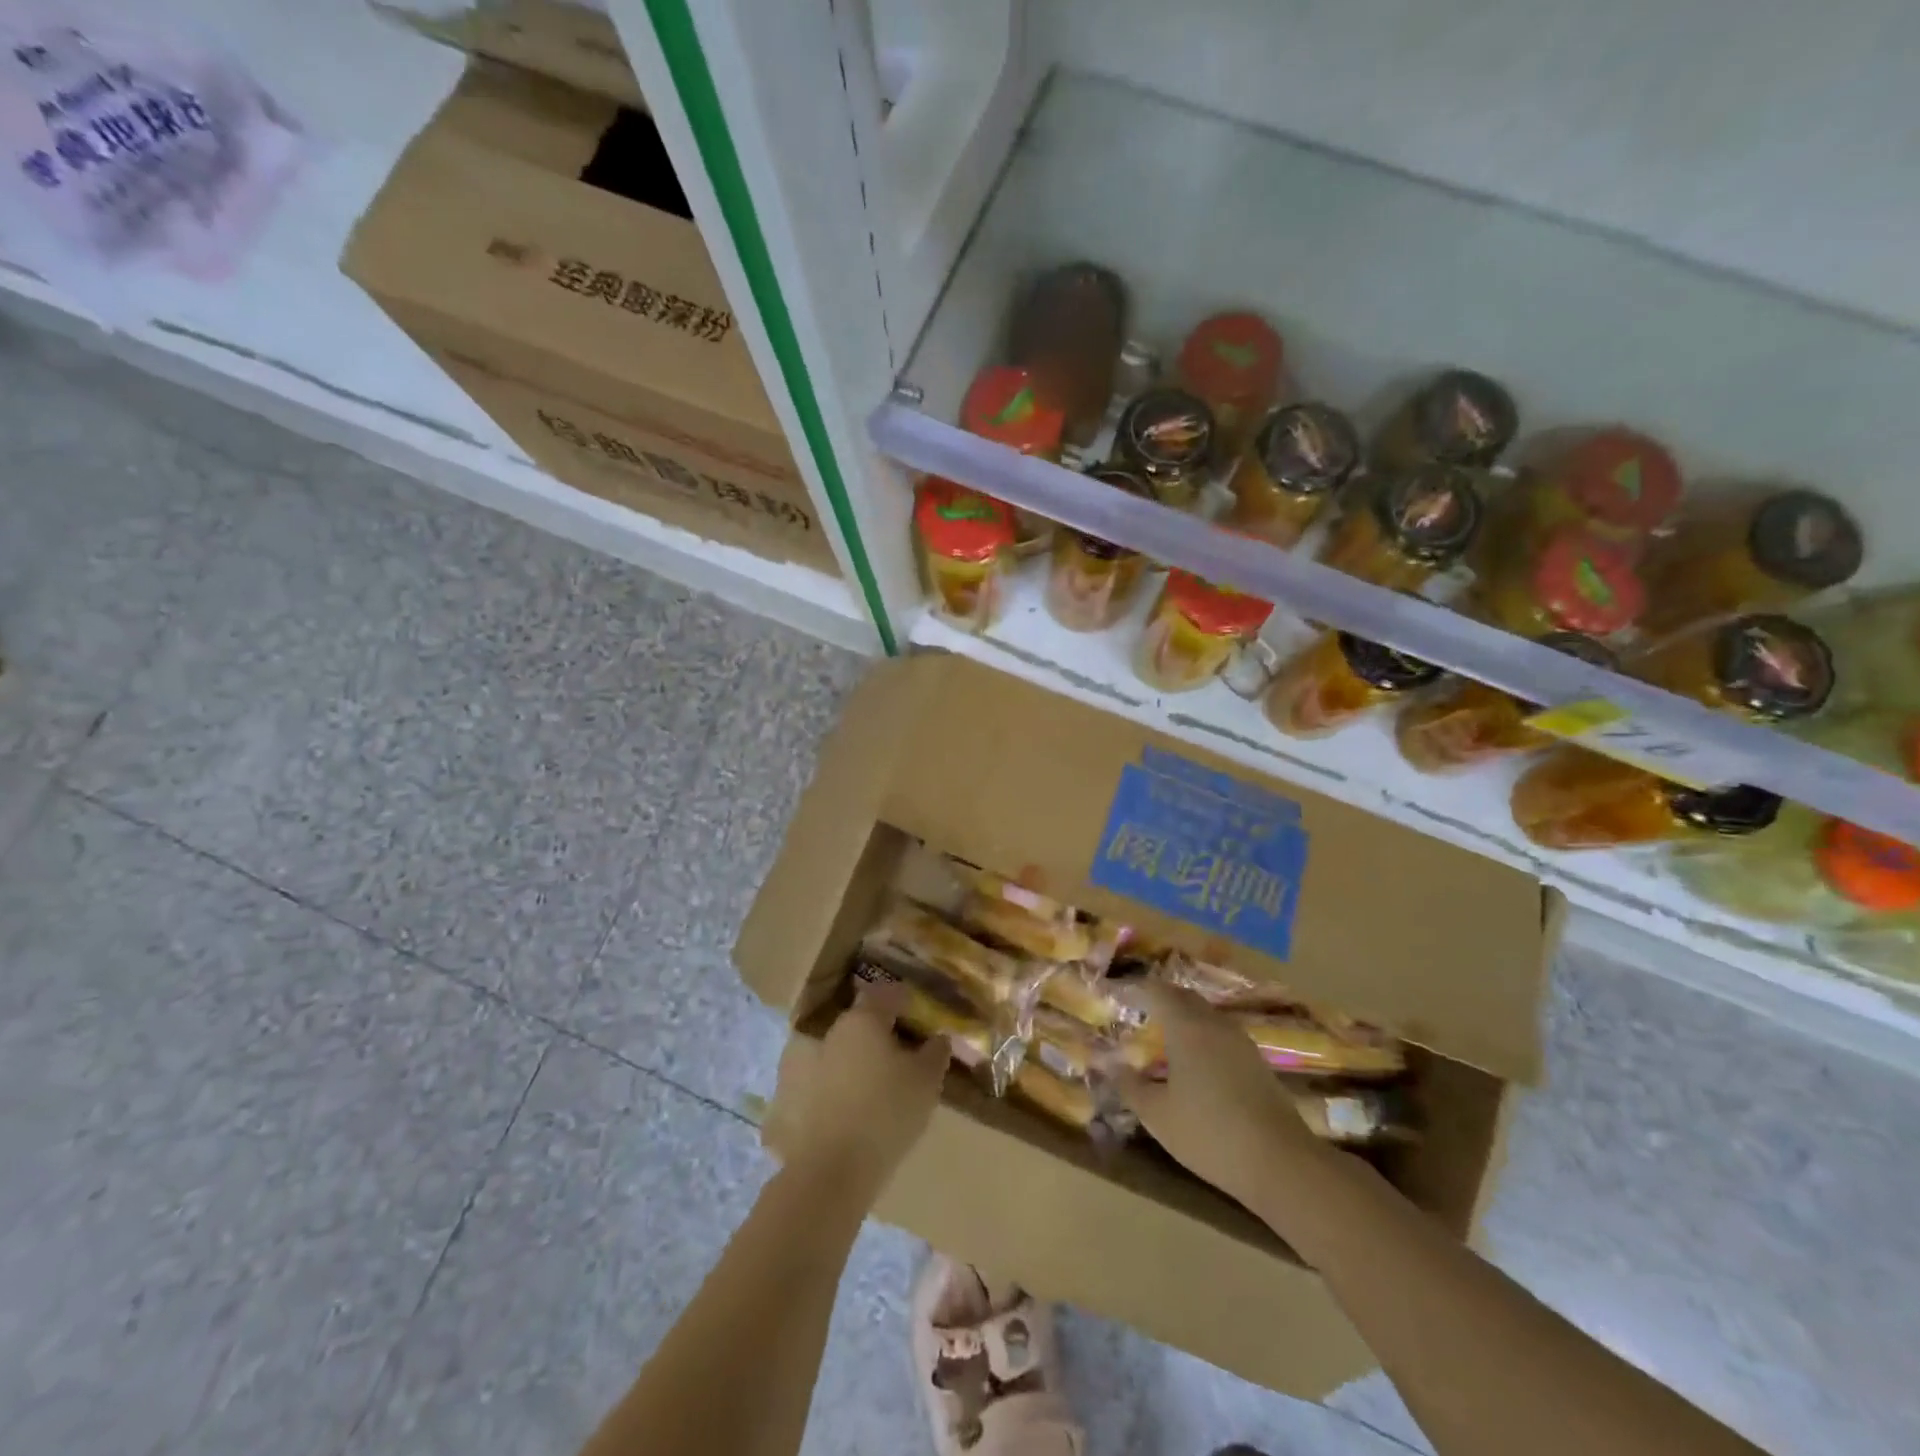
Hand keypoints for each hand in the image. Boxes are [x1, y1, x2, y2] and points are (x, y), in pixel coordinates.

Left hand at [781, 983, 949, 1197]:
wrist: (831, 1171)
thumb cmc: (887, 1113)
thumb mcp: (927, 1081)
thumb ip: (935, 1052)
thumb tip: (938, 1037)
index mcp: (863, 1019)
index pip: (887, 994)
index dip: (906, 1001)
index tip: (920, 1015)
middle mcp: (831, 1032)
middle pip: (862, 1021)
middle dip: (882, 1032)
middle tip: (903, 1053)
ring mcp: (806, 1062)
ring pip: (841, 1050)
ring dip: (858, 1059)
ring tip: (879, 1083)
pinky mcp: (792, 1095)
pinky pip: (825, 1080)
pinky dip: (839, 1086)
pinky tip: (854, 1107)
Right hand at [1115, 980, 1321, 1211]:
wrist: (1281, 1162)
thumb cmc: (1209, 1133)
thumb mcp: (1157, 1115)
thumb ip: (1130, 1086)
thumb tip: (1111, 1066)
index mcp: (1186, 1026)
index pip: (1156, 990)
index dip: (1136, 988)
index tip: (1118, 994)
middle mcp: (1214, 1023)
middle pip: (1183, 997)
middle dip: (1160, 999)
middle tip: (1139, 1012)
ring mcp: (1240, 1041)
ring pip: (1206, 1015)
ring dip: (1184, 1018)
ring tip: (1164, 1037)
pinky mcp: (1257, 1062)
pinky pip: (1221, 1035)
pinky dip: (1202, 1037)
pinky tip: (1195, 1064)